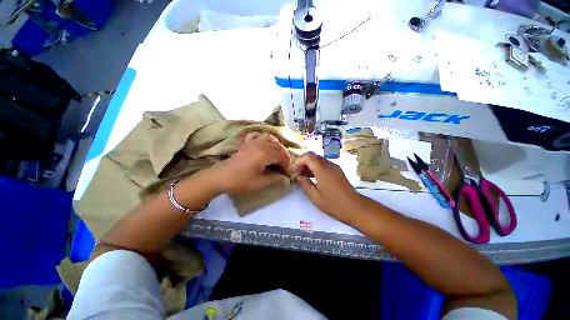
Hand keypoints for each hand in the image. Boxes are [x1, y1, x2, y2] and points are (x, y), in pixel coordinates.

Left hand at [213, 132, 291, 194]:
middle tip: (283, 165)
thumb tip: (285, 178)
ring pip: (269, 138)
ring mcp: (252, 142)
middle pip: (277, 146)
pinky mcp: (246, 143)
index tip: (286, 171)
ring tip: (276, 154)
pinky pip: (256, 135)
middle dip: (283, 155)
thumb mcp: (260, 183)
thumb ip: (275, 179)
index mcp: (265, 154)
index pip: (282, 156)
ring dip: (275, 144)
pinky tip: (263, 144)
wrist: (221, 177)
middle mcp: (260, 145)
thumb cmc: (241, 181)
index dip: (287, 163)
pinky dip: (262, 137)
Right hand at [293, 152, 363, 223]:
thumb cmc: (334, 204)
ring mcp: (334, 167)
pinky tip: (314, 178)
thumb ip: (304, 184)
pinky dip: (316, 168)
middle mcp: (329, 164)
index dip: (299, 161)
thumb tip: (298, 176)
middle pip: (313, 156)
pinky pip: (324, 165)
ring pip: (318, 160)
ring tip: (304, 177)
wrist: (355, 207)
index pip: (308, 156)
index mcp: (322, 169)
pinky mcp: (337, 171)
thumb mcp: (315, 196)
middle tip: (298, 174)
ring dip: (310, 166)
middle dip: (303, 163)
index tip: (295, 171)